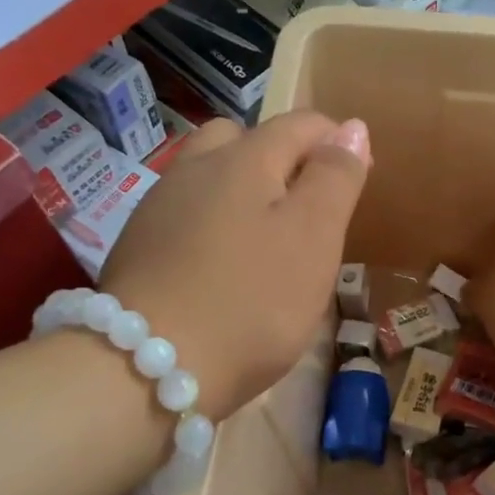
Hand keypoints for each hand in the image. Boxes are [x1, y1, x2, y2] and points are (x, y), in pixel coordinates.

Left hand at [101, 112, 370, 420]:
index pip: (300, 125)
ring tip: (265, 238)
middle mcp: (196, 168)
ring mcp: (159, 205)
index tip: (356, 180)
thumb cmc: (251, 300)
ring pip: (209, 175)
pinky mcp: (138, 244)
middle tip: (306, 209)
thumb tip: (351, 128)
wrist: (144, 369)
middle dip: (281, 159)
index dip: (335, 142)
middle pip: (244, 139)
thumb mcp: (314, 236)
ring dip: (242, 189)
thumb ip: (335, 177)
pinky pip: (186, 212)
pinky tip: (220, 265)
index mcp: (244, 158)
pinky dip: (212, 222)